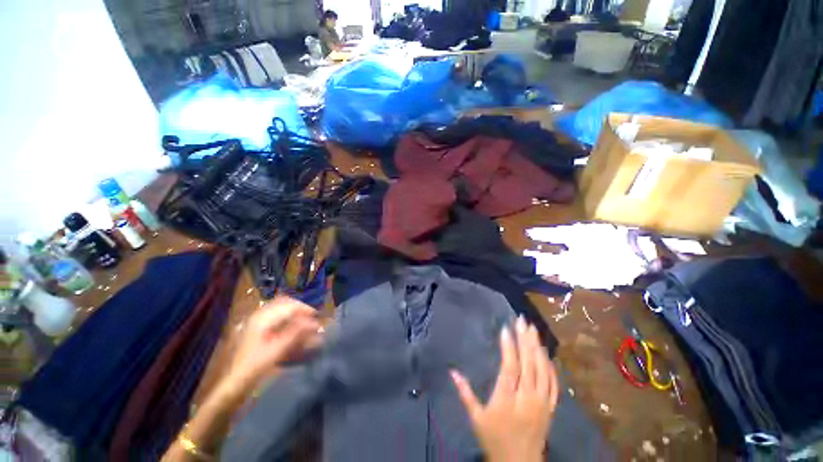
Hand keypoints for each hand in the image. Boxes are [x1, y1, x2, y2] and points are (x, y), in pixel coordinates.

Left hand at [225, 296, 321, 390]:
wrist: (233, 383)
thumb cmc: (255, 367)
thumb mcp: (277, 350)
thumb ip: (296, 333)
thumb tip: (315, 322)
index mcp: (262, 318)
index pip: (289, 305)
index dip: (305, 309)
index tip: (317, 316)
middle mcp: (259, 315)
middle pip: (284, 303)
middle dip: (300, 309)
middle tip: (311, 317)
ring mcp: (256, 321)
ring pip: (280, 309)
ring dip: (294, 313)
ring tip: (305, 322)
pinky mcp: (256, 329)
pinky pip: (275, 316)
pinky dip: (287, 318)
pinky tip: (293, 328)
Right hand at [451, 317, 558, 461]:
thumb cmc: (494, 439)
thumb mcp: (476, 418)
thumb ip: (465, 393)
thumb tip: (452, 371)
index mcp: (506, 400)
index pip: (510, 368)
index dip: (508, 347)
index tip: (505, 328)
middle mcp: (526, 399)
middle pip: (528, 364)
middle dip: (524, 340)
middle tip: (521, 320)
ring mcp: (541, 403)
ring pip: (542, 370)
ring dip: (537, 347)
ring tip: (532, 329)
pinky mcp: (551, 408)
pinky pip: (554, 384)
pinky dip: (550, 366)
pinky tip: (545, 353)